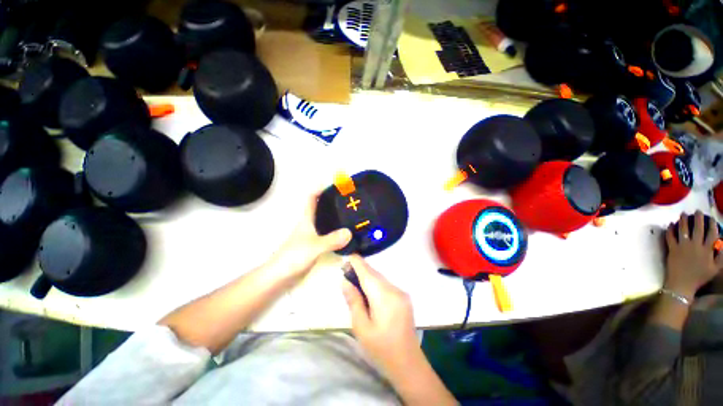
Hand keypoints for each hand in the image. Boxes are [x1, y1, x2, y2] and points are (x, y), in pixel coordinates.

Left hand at [267, 191, 350, 282]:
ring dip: (337, 217)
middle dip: (333, 201)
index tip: (335, 185)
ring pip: (326, 221)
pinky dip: (337, 231)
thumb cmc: (293, 256)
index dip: (321, 188)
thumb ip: (331, 240)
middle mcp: (310, 223)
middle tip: (350, 200)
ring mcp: (313, 235)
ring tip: (353, 215)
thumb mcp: (314, 246)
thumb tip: (350, 232)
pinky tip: (347, 234)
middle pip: (321, 207)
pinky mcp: (315, 245)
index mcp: (307, 218)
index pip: (312, 198)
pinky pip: (329, 234)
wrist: (280, 276)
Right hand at [342, 255, 420, 375]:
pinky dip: (375, 283)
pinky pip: (386, 284)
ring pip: (380, 278)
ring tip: (354, 280)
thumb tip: (345, 281)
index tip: (347, 255)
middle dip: (360, 269)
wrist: (408, 364)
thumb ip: (353, 301)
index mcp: (384, 296)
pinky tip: (367, 290)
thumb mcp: (361, 327)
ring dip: (367, 276)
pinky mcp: (404, 297)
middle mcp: (395, 289)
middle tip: (345, 270)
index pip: (367, 273)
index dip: (357, 262)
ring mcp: (401, 292)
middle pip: (374, 274)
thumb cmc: (381, 349)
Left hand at [664, 211, 722, 298]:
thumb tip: (722, 243)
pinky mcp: (672, 249)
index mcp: (707, 250)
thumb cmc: (699, 277)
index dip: (711, 224)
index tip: (711, 218)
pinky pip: (670, 236)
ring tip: (683, 214)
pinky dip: (670, 229)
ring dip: (683, 220)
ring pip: (683, 229)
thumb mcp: (715, 269)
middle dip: (698, 218)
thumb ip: (720, 256)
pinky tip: (670, 224)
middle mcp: (696, 246)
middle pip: (698, 228)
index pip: (712, 234)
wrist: (682, 285)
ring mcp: (683, 247)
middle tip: (697, 211)